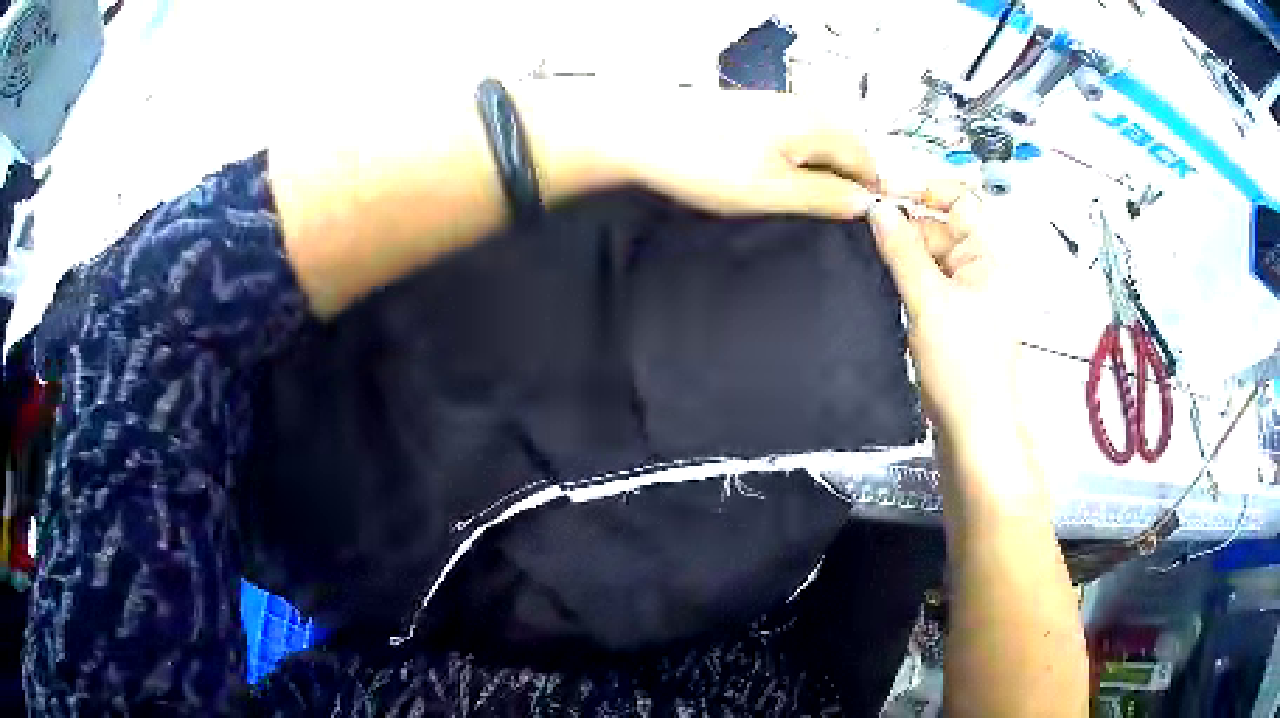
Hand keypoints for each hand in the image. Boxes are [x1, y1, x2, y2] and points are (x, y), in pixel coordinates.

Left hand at [605, 89, 886, 218]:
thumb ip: (826, 196)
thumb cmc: (703, 160)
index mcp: (816, 123)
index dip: (869, 190)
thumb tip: (862, 202)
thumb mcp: (774, 191)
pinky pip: (794, 136)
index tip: (861, 218)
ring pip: (819, 142)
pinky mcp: (755, 111)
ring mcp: (777, 105)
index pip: (866, 159)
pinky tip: (775, 177)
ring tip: (798, 199)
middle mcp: (802, 107)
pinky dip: (796, 159)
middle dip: (845, 180)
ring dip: (820, 171)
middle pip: (846, 146)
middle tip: (828, 213)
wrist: (643, 134)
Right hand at [867, 184, 1024, 479]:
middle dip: (905, 225)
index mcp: (988, 256)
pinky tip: (879, 281)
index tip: (883, 191)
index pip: (959, 199)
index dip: (924, 188)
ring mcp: (963, 294)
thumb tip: (879, 208)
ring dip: (900, 254)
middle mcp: (978, 269)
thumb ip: (903, 251)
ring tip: (865, 256)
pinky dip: (903, 278)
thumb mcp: (929, 301)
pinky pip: (924, 283)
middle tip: (863, 229)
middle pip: (939, 226)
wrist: (971, 431)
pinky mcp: (948, 317)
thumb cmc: (964, 367)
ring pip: (927, 256)